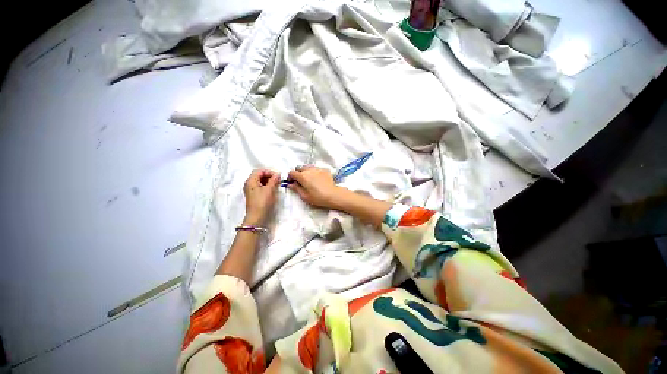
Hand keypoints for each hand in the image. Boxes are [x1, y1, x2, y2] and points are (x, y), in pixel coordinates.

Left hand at [243, 170, 279, 225]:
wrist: (256, 217)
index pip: (260, 171)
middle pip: (259, 175)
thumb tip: (277, 174)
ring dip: (268, 181)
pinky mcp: (253, 195)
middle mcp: (249, 184)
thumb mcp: (269, 190)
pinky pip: (260, 187)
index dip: (269, 172)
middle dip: (269, 176)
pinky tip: (272, 190)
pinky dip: (266, 186)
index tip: (277, 177)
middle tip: (277, 180)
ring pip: (260, 181)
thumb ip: (273, 180)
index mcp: (251, 181)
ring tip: (276, 185)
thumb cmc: (262, 202)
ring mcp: (250, 190)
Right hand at [287, 166, 344, 209]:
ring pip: (308, 167)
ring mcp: (317, 169)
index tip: (291, 182)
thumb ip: (296, 188)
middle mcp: (309, 170)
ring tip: (308, 179)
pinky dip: (313, 172)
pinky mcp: (324, 170)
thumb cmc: (318, 197)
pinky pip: (316, 169)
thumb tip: (290, 184)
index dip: (290, 177)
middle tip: (299, 181)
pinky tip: (316, 179)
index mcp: (303, 176)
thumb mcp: (304, 196)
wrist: (333, 195)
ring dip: (305, 171)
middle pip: (299, 168)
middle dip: (297, 173)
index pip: (292, 173)